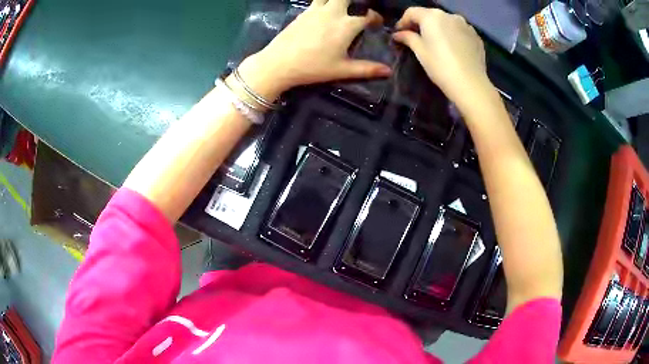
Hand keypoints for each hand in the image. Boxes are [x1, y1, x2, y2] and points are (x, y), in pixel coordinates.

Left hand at [236, 0, 391, 100]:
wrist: (279, 63)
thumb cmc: (313, 67)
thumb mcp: (342, 70)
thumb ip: (367, 69)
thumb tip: (389, 71)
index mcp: (347, 25)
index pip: (368, 15)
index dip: (375, 18)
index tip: (376, 23)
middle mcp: (333, 12)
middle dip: (356, 2)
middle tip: (357, 10)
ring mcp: (316, 10)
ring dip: (338, 0)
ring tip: (341, 7)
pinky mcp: (303, 13)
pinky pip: (316, 1)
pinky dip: (323, 2)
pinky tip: (324, 12)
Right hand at [393, 7, 492, 111]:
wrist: (470, 84)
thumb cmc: (440, 66)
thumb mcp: (420, 51)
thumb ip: (408, 38)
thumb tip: (398, 34)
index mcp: (432, 16)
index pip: (412, 12)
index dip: (403, 21)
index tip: (399, 33)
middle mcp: (449, 15)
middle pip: (430, 15)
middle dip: (421, 24)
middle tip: (416, 38)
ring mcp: (465, 25)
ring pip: (446, 22)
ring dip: (439, 29)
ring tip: (437, 43)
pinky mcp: (476, 36)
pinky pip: (460, 31)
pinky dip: (453, 35)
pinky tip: (452, 49)